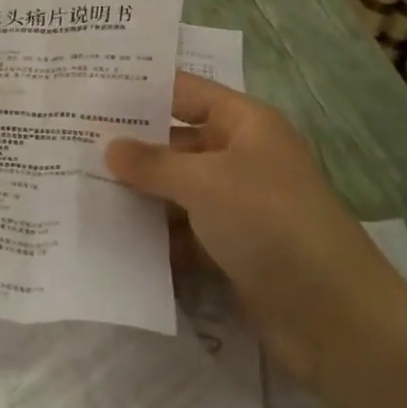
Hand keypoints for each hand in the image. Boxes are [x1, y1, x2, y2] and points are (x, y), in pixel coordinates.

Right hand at [106, 72, 406, 386]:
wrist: (335, 317)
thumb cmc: (270, 222)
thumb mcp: (205, 183)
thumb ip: (152, 163)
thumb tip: (110, 147)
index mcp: (245, 124)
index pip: (185, 92)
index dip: (142, 90)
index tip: (90, 92)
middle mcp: (241, 158)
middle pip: (177, 143)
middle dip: (131, 148)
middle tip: (71, 144)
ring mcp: (237, 206)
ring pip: (176, 190)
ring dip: (139, 194)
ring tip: (79, 189)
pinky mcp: (232, 249)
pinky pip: (184, 232)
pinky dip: (155, 235)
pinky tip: (111, 237)